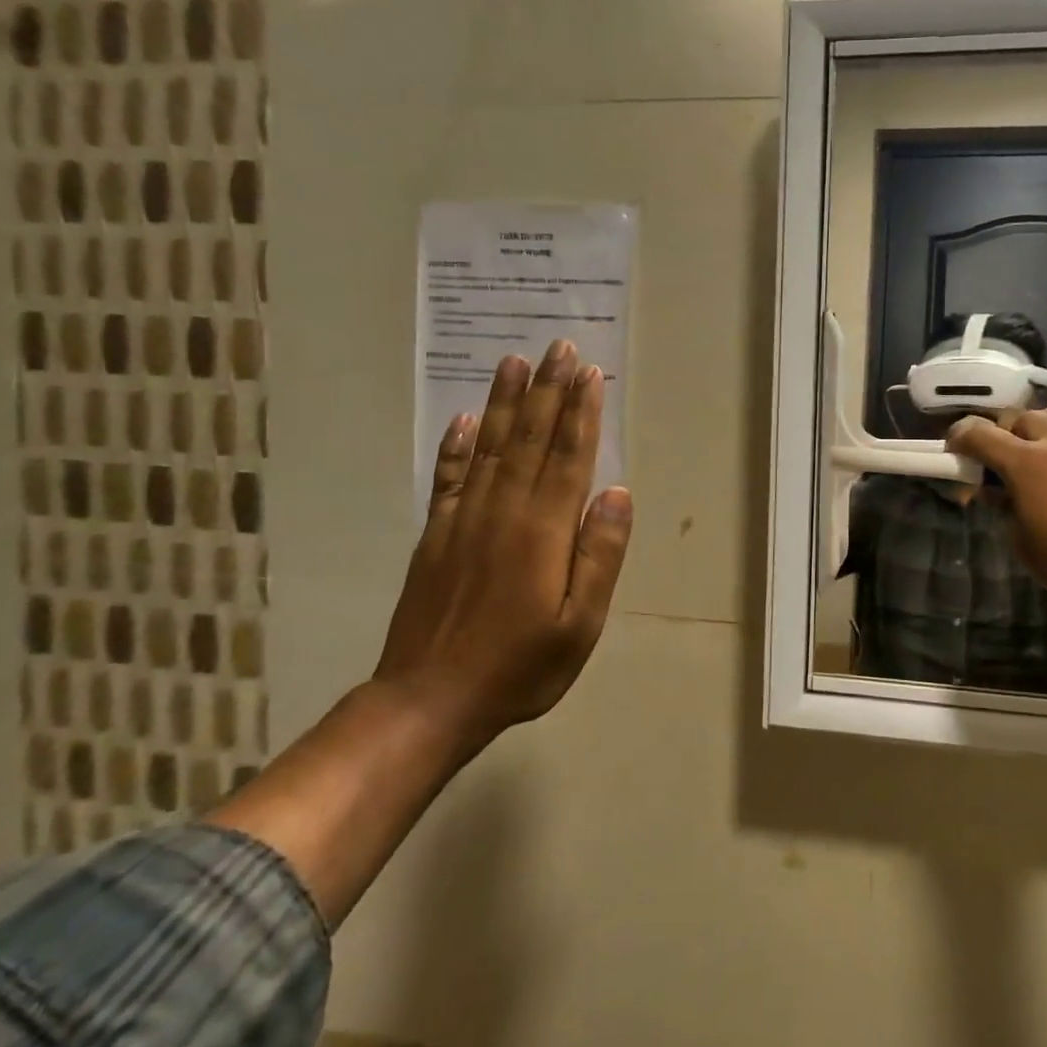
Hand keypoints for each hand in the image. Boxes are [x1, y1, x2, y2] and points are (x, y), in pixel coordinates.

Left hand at [376, 341, 633, 757]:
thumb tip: (617, 494)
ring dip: (506, 402)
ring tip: (515, 362)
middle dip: (548, 390)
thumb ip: (600, 556)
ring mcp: (463, 519)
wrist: (429, 700)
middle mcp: (503, 511)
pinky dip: (458, 446)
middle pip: (531, 438)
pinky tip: (466, 420)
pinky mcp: (435, 535)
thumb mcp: (579, 624)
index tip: (588, 372)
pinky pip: (449, 477)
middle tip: (559, 347)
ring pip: (491, 447)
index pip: (569, 457)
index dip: (581, 412)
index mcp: (543, 531)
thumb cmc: (519, 667)